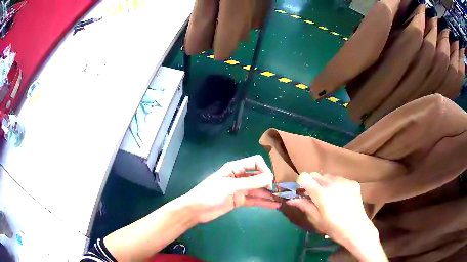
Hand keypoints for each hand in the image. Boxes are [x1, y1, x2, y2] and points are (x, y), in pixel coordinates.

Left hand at [183, 155, 279, 222]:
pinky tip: (274, 205)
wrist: (195, 210)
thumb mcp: (230, 187)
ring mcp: (239, 189)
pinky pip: (254, 200)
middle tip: (281, 191)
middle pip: (258, 176)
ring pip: (258, 189)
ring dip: (268, 194)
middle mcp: (239, 177)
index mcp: (235, 168)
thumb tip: (270, 177)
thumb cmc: (210, 194)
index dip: (264, 169)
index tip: (270, 181)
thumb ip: (250, 182)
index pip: (255, 162)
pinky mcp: (239, 200)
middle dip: (269, 182)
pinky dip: (263, 202)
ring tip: (282, 199)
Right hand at [287, 172, 377, 247]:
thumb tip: (291, 199)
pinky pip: (340, 179)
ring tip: (330, 197)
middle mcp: (332, 183)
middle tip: (315, 196)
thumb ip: (304, 206)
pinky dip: (336, 185)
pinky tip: (341, 197)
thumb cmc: (334, 228)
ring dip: (325, 183)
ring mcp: (344, 181)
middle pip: (316, 174)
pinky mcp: (353, 182)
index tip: (303, 192)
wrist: (356, 229)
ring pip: (328, 176)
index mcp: (321, 193)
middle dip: (312, 183)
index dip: (301, 183)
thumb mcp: (316, 219)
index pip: (304, 176)